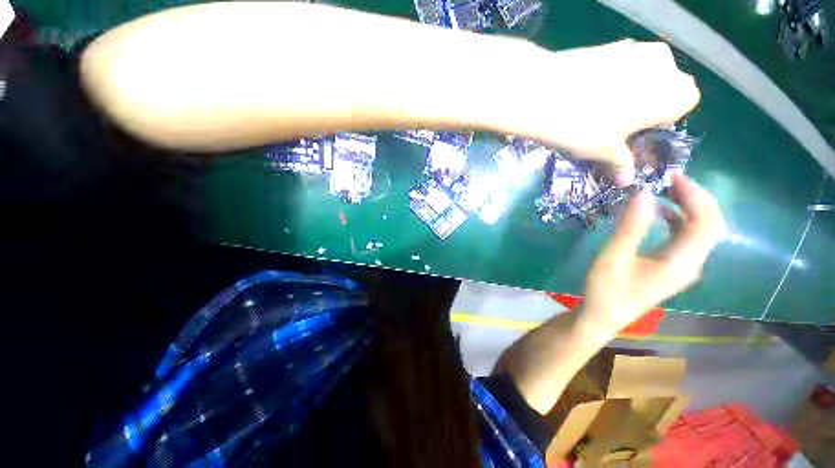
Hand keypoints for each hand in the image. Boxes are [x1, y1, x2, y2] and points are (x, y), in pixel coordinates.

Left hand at [502, 40, 699, 184]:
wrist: (543, 94)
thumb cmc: (584, 127)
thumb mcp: (604, 152)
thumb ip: (622, 164)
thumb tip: (627, 181)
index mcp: (674, 92)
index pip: (684, 105)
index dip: (662, 120)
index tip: (637, 133)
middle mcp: (664, 64)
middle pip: (666, 86)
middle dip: (648, 104)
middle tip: (618, 122)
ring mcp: (636, 48)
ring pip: (645, 72)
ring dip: (631, 89)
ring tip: (599, 108)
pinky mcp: (610, 43)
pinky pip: (622, 63)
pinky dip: (613, 78)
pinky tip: (587, 92)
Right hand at [577, 175, 726, 339]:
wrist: (603, 317)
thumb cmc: (605, 290)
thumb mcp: (612, 258)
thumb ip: (630, 227)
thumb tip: (643, 193)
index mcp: (680, 263)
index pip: (705, 223)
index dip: (695, 196)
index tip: (672, 176)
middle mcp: (692, 264)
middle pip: (711, 225)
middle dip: (696, 198)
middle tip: (670, 179)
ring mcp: (685, 267)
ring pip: (702, 231)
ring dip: (690, 207)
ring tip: (667, 189)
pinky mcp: (675, 267)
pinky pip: (688, 238)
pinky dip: (680, 219)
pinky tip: (662, 212)